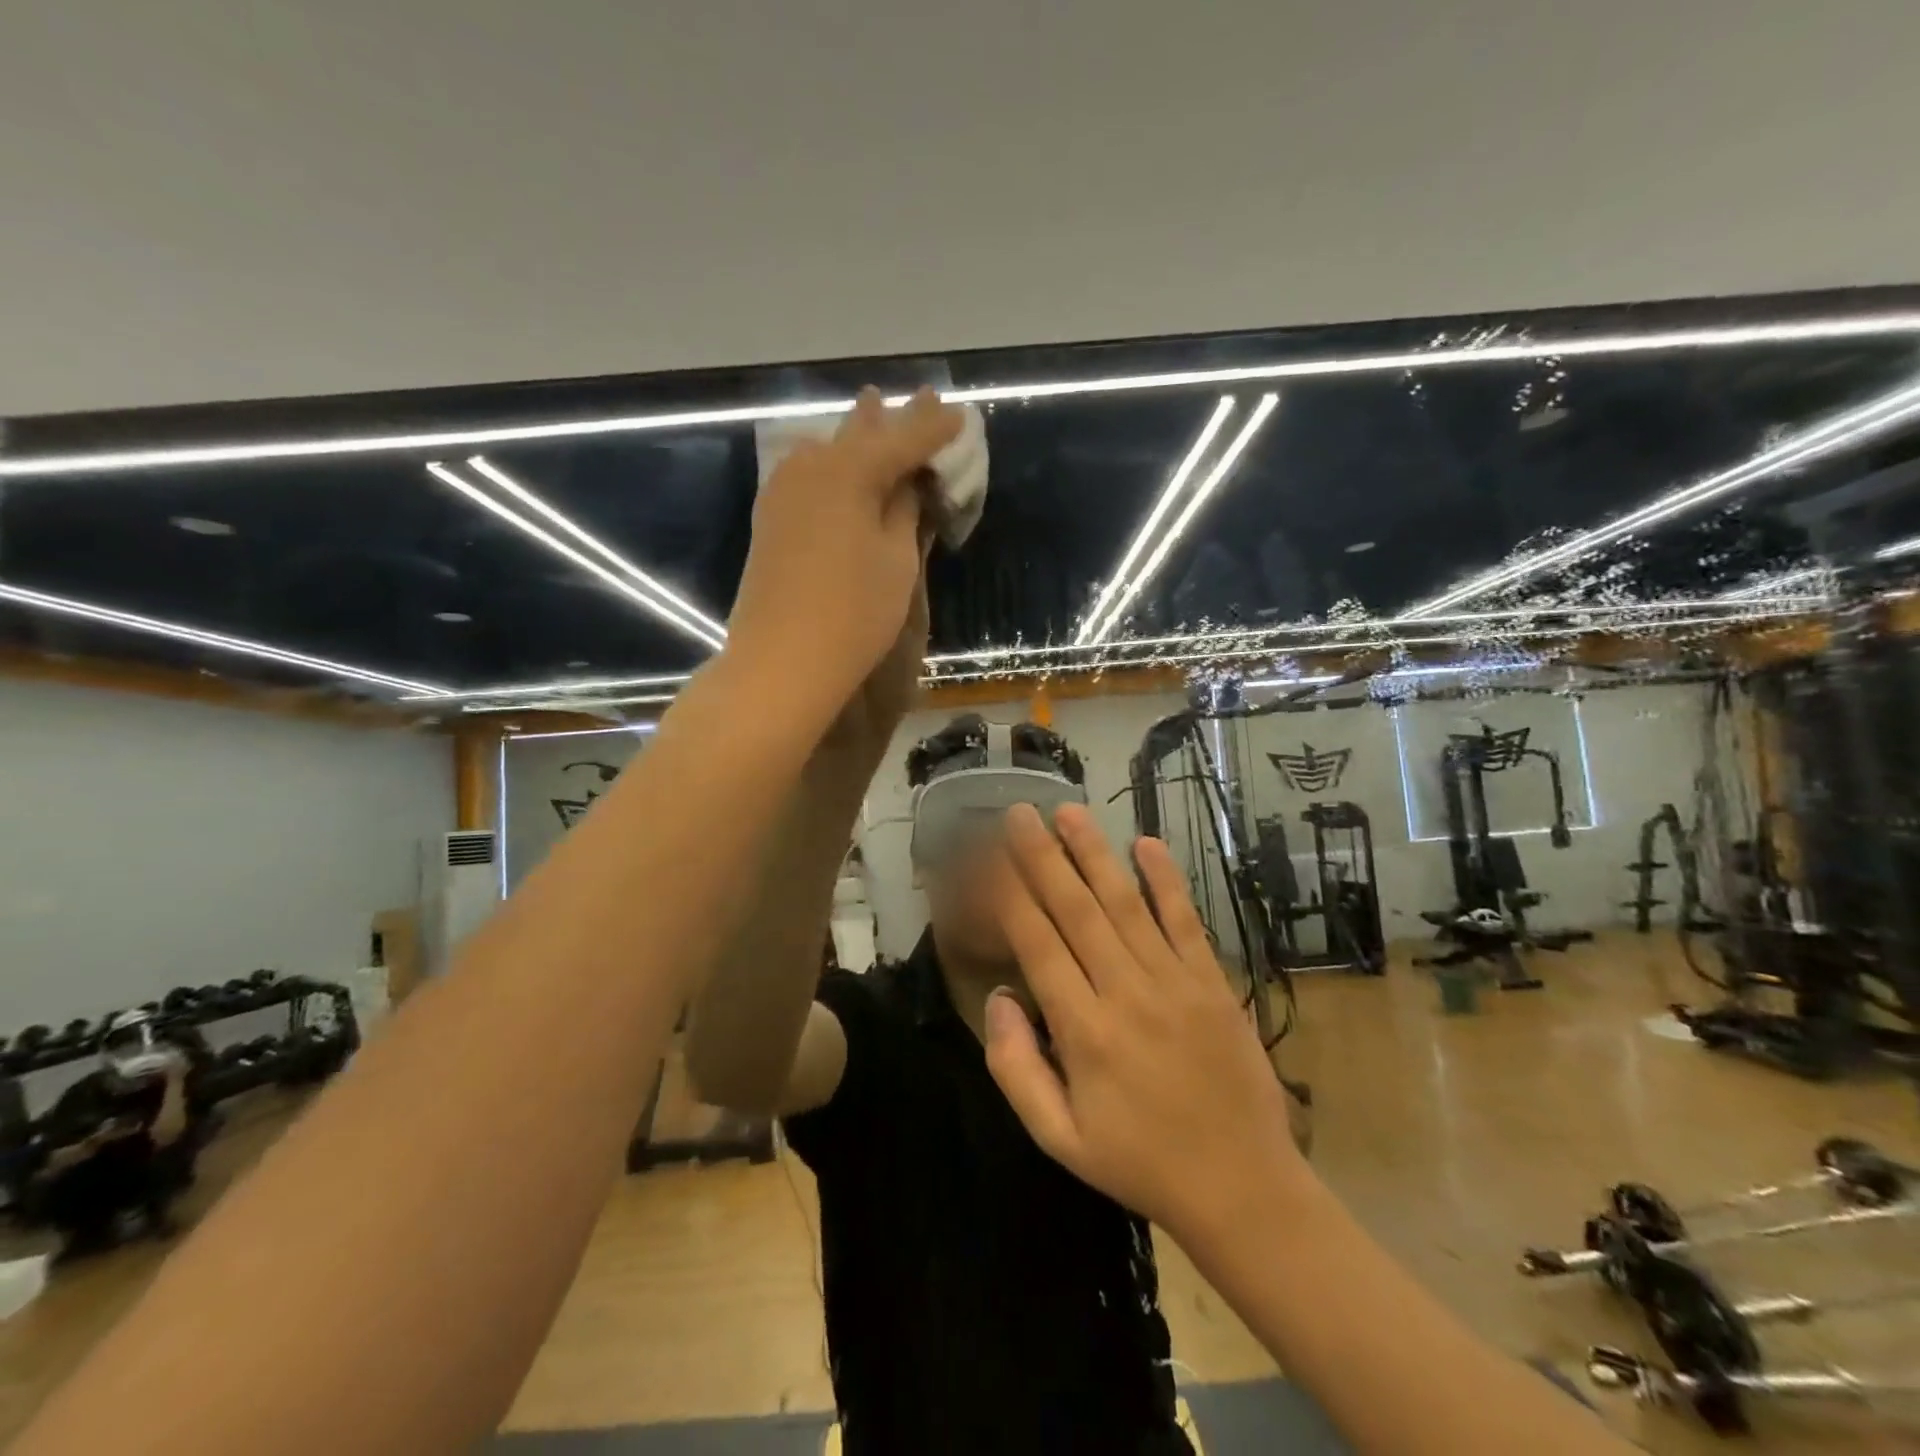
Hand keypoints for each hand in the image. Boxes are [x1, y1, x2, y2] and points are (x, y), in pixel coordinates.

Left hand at [728, 387, 959, 719]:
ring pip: (829, 450)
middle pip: (861, 435)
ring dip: (857, 435)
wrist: (780, 660)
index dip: (934, 428)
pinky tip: (838, 459)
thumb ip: (903, 511)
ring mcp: (783, 491)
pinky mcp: (771, 518)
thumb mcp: (896, 561)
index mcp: (850, 470)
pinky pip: (809, 473)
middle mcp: (811, 466)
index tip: (958, 415)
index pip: (903, 439)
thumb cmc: (853, 613)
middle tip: (922, 397)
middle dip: (893, 419)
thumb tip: (906, 483)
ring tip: (875, 410)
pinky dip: (833, 463)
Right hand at [984, 803, 1308, 1241]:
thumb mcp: (1059, 1139)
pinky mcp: (1212, 982)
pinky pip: (1186, 921)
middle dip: (1042, 857)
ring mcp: (1175, 982)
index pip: (1036, 944)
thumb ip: (1017, 1068)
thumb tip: (998, 997)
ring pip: (1126, 904)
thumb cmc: (1140, 1163)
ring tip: (1068, 812)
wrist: (1243, 1188)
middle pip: (1076, 911)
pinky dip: (1166, 880)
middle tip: (1019, 812)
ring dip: (1094, 854)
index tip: (985, 856)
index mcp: (1084, 1031)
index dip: (1007, 895)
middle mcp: (1126, 993)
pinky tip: (1146, 843)